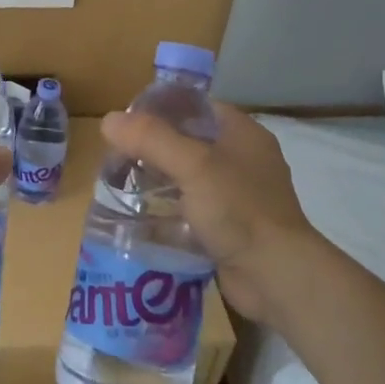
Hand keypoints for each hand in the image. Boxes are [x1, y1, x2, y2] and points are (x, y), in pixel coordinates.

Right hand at [100, 101, 324, 322]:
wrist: (276, 277)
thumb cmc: (239, 209)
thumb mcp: (192, 165)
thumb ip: (150, 139)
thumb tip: (108, 120)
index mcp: (242, 134)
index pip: (196, 107)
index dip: (161, 109)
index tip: (126, 121)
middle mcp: (242, 160)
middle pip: (187, 143)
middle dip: (152, 149)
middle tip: (115, 157)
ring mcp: (236, 197)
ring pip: (186, 180)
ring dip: (156, 183)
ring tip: (119, 186)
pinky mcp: (228, 230)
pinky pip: (189, 213)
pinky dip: (166, 215)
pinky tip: (137, 220)